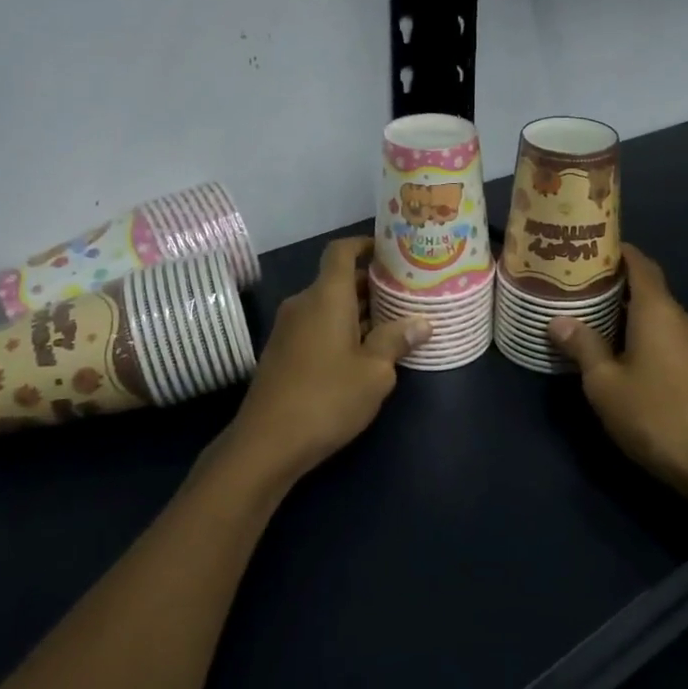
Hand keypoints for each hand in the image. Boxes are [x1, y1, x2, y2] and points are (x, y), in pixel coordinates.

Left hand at [218, 237, 428, 491]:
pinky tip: (365, 350)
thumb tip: (421, 322)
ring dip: (358, 309)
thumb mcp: (374, 373)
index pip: (341, 251)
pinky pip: (317, 326)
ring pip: (328, 305)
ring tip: (394, 321)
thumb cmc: (326, 399)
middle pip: (338, 279)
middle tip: (407, 291)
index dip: (364, 244)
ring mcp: (289, 329)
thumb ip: (396, 341)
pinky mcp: (282, 353)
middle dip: (371, 283)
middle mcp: (304, 304)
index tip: (391, 251)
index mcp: (326, 297)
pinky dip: (341, 328)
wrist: (266, 443)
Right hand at [548, 244, 687, 502]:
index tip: (590, 250)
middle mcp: (683, 318)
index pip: (640, 264)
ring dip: (630, 317)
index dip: (618, 252)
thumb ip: (583, 346)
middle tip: (580, 291)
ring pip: (659, 318)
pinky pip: (670, 340)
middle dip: (616, 288)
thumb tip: (559, 320)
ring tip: (595, 324)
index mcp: (658, 311)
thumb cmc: (655, 415)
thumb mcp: (605, 383)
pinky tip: (625, 358)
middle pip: (649, 291)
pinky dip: (646, 338)